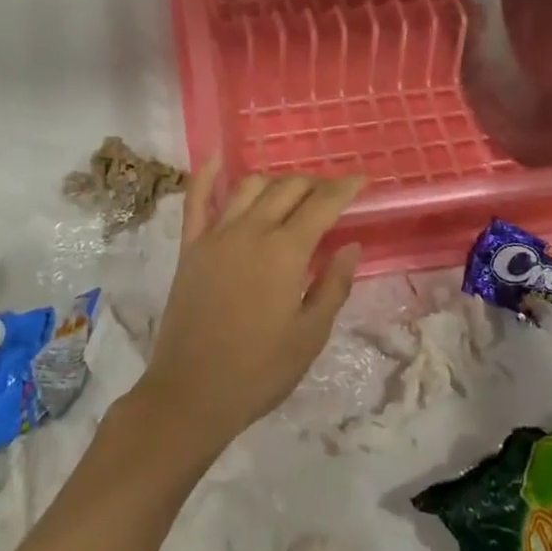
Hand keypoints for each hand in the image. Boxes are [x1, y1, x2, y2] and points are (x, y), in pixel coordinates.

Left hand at [132, 163, 363, 458]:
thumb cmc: (259, 371)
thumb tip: (350, 246)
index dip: (345, 188)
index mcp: (285, 252)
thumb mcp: (310, 335)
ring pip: (250, 187)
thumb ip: (333, 285)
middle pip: (288, 189)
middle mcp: (251, 230)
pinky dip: (207, 174)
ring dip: (276, 182)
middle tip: (330, 196)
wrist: (192, 393)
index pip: (322, 205)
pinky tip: (218, 157)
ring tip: (291, 192)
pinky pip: (196, 199)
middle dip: (314, 185)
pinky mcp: (190, 246)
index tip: (361, 180)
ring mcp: (216, 235)